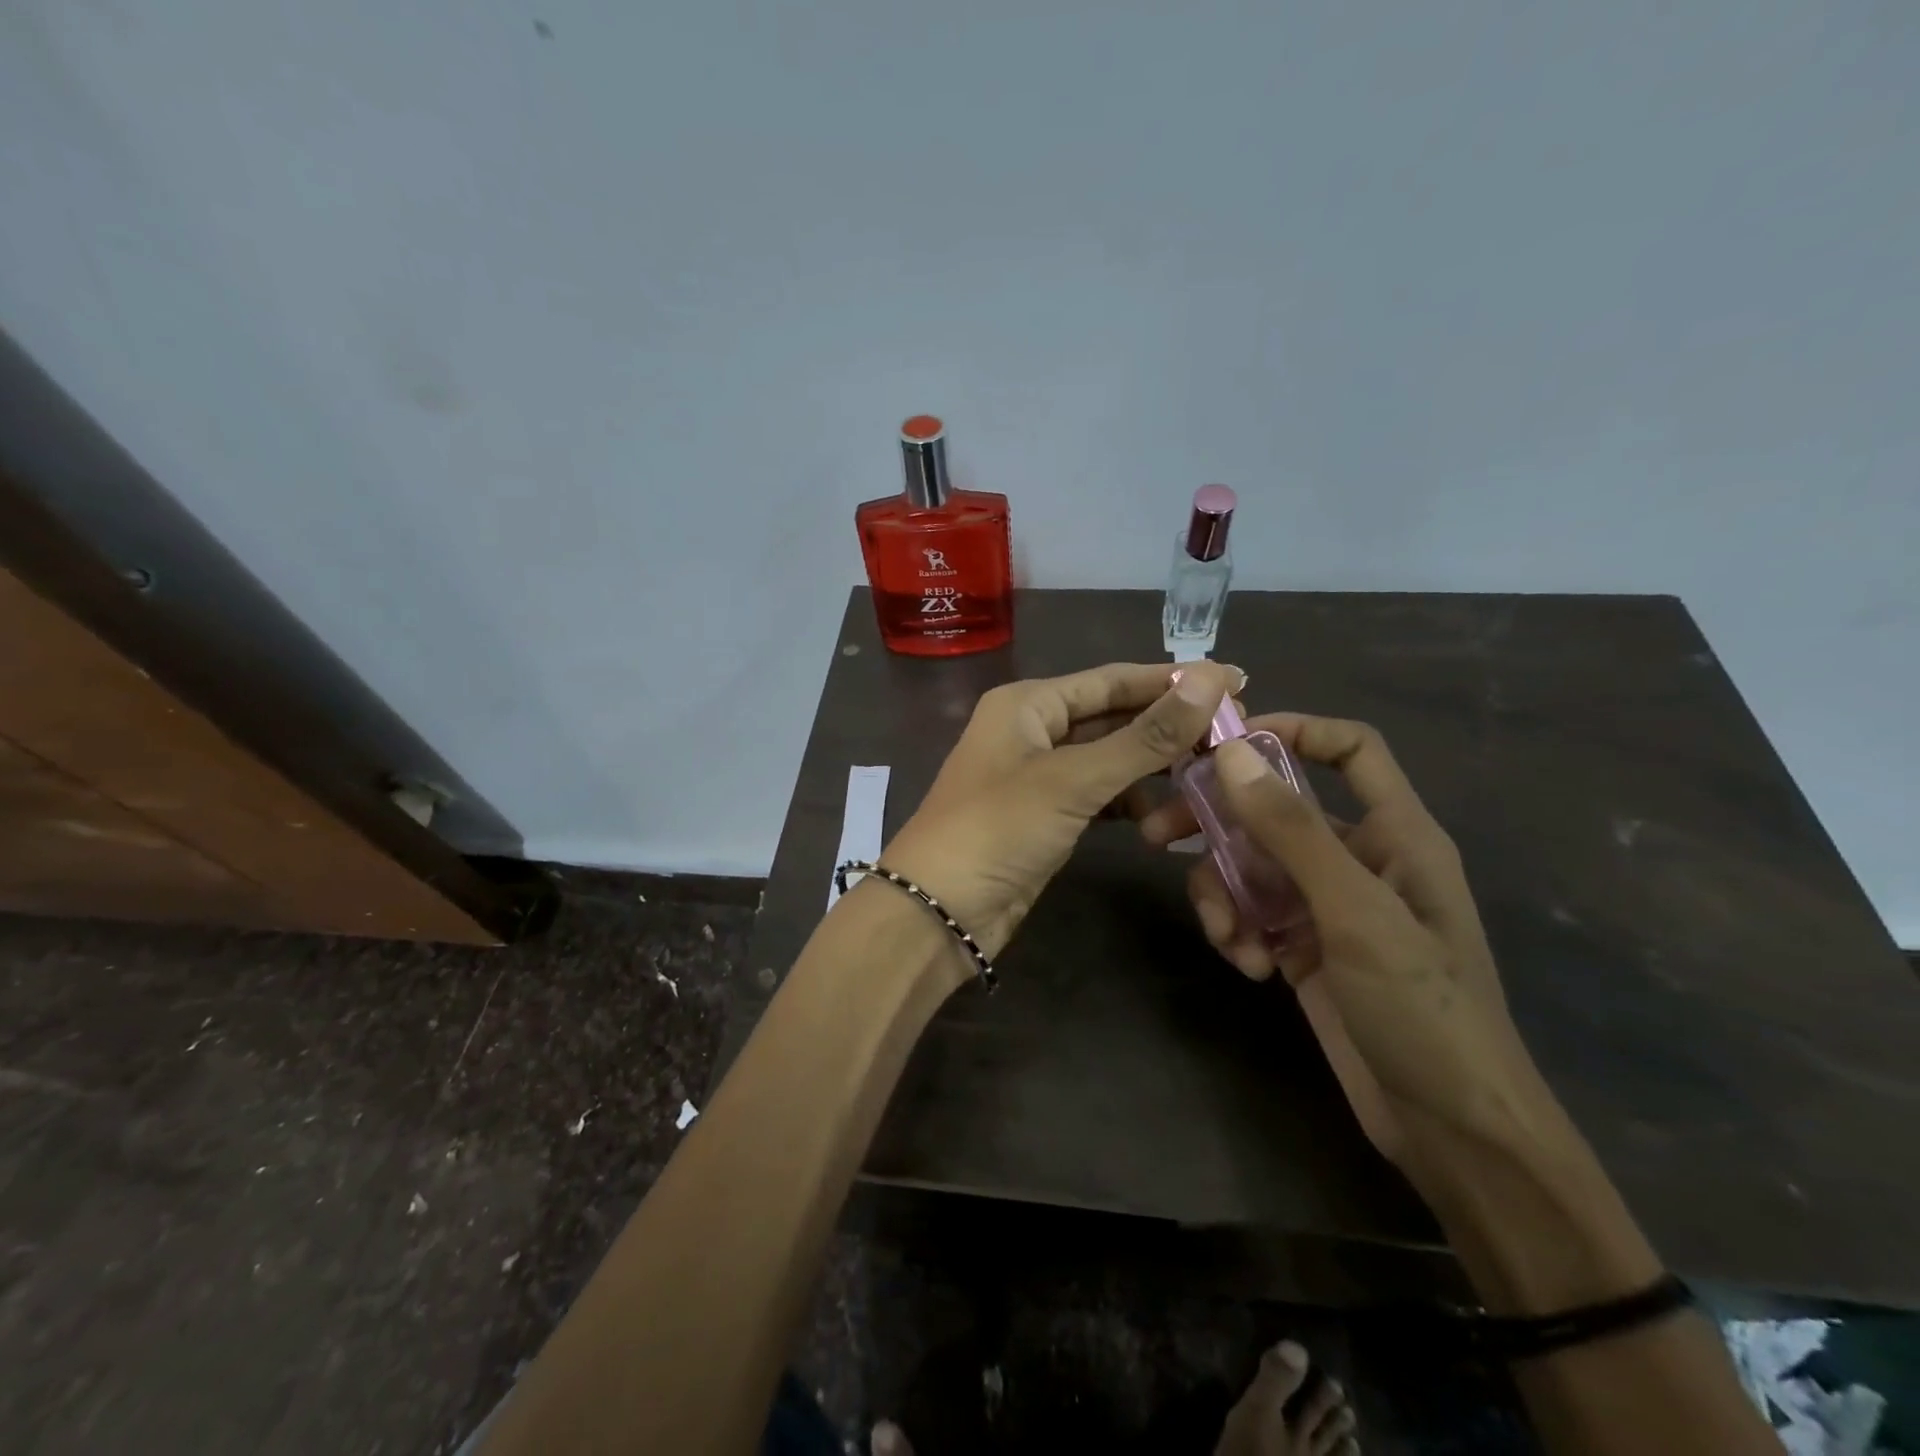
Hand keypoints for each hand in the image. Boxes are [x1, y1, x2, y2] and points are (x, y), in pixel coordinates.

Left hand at [881, 660, 1242, 959]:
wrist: (939, 912)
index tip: (1236, 680)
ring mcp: (1039, 776)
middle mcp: (1033, 730)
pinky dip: (1131, 805)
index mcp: (1028, 703)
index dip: (1173, 680)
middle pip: (1114, 717)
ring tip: (1212, 776)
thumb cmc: (998, 829)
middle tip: (1235, 732)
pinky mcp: (1046, 817)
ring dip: (1154, 769)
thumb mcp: (1073, 779)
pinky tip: (1167, 819)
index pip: (1113, 680)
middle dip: (1169, 727)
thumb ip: (1144, 735)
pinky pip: (1100, 797)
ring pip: (1110, 760)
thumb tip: (1210, 679)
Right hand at [1141, 714, 1547, 1176]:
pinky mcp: (1303, 946)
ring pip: (1252, 866)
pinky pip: (1252, 912)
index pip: (1350, 749)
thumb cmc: (1422, 1008)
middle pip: (1276, 810)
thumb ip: (1292, 831)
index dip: (1293, 730)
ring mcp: (1327, 905)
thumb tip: (1231, 754)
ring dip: (1224, 893)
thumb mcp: (1355, 912)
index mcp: (1395, 833)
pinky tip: (1248, 966)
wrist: (1452, 1131)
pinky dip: (1239, 930)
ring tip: (1227, 937)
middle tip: (1157, 833)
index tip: (1225, 743)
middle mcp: (1358, 859)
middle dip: (1218, 820)